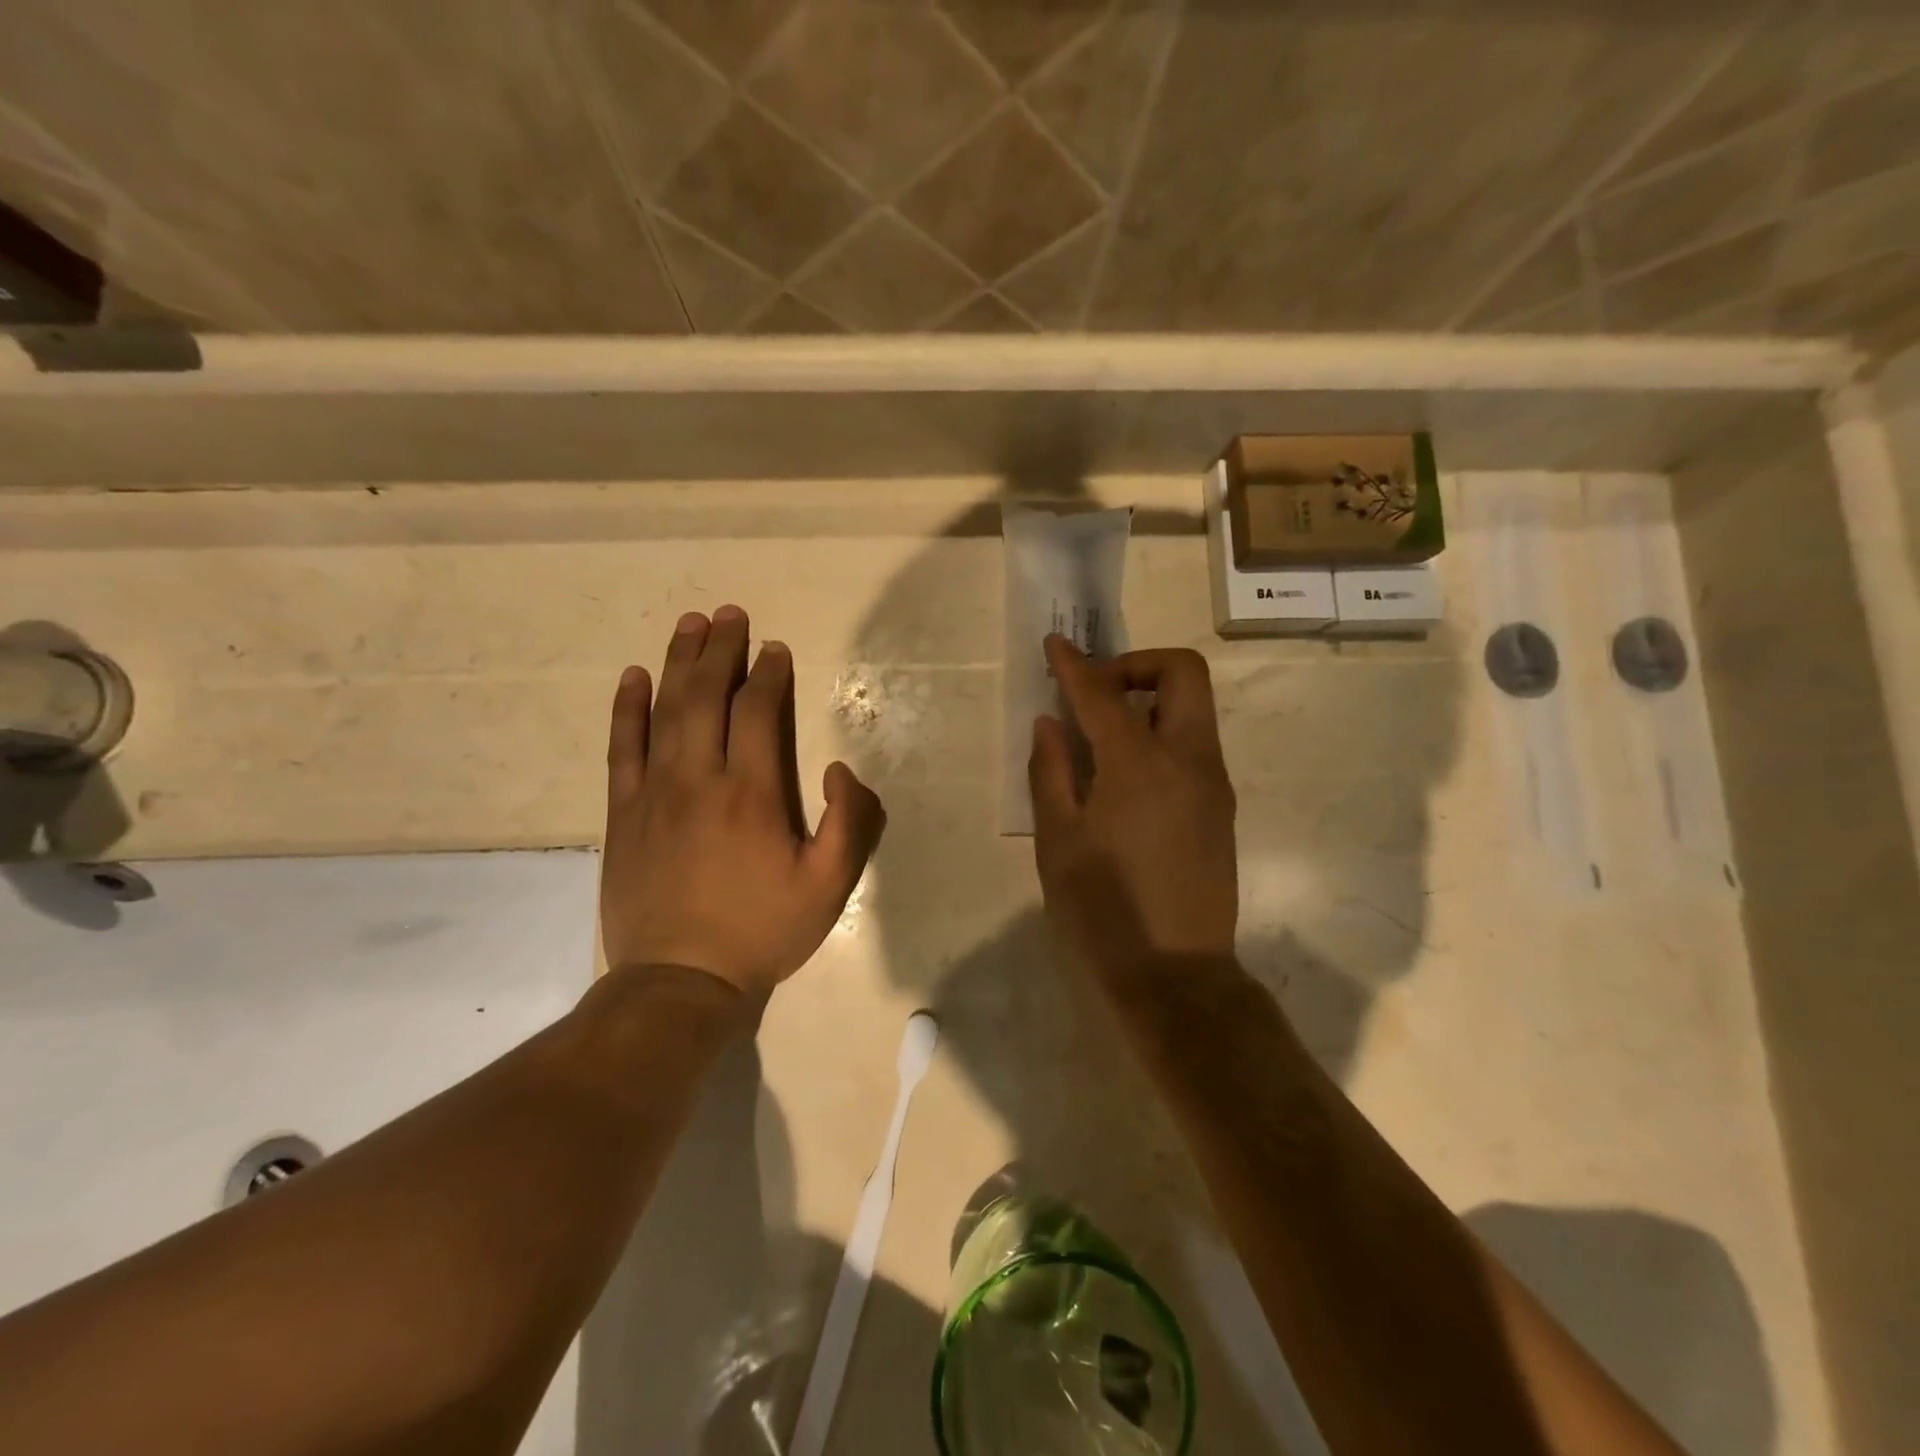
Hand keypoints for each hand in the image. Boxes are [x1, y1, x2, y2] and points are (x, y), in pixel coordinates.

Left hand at [601, 605, 885, 996]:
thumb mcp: (829, 887)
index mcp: (752, 793)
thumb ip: (848, 823)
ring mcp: (654, 792)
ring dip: (679, 662)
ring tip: (690, 624)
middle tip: (730, 614)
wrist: (679, 981)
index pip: (758, 712)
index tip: (775, 649)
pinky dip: (627, 708)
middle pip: (707, 697)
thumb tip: (837, 768)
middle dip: (722, 650)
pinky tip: (633, 677)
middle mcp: (699, 778)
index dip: (768, 674)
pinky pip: (622, 747)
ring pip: (665, 711)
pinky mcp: (623, 812)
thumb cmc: (761, 931)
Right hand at [1029, 636, 1237, 978]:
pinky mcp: (1221, 807)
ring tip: (1103, 735)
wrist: (1177, 973)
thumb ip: (1051, 770)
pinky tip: (1125, 775)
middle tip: (1096, 691)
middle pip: (1183, 673)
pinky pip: (1194, 744)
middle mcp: (1189, 759)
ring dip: (1150, 699)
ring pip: (1193, 708)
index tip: (1054, 644)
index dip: (1074, 664)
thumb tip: (1051, 723)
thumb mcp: (1058, 840)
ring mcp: (1213, 783)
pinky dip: (1161, 733)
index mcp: (1140, 764)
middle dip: (1137, 664)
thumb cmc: (1104, 909)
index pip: (1103, 693)